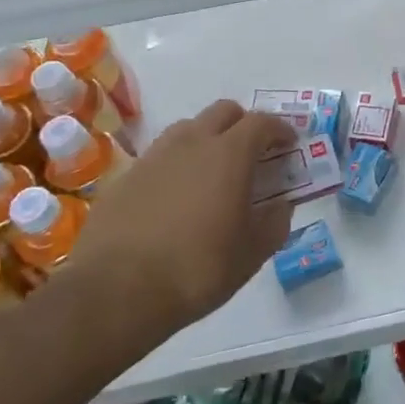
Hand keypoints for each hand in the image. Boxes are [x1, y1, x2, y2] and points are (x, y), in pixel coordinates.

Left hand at [66, 100, 297, 338]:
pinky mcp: (126, 176)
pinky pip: (161, 156)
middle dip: (244, 125)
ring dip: (208, 140)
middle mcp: (192, 142)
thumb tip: (281, 205)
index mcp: (230, 153)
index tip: (289, 145)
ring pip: (189, 129)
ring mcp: (154, 156)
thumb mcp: (252, 253)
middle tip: (253, 153)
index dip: (280, 130)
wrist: (116, 292)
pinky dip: (177, 165)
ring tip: (213, 173)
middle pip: (224, 112)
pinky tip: (177, 198)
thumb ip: (275, 222)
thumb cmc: (198, 268)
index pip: (262, 122)